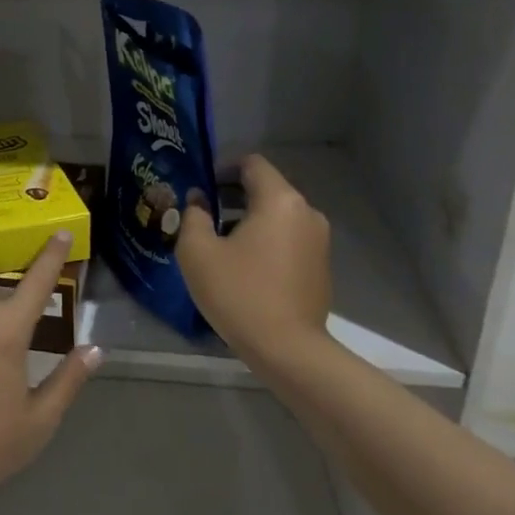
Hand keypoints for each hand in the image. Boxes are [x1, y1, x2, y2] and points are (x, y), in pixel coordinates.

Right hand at [177, 153, 332, 358]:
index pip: (251, 164)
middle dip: (232, 195)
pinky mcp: (321, 265)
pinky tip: (244, 266)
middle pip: (266, 188)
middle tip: (202, 215)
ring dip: (248, 219)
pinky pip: (288, 238)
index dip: (222, 168)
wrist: (288, 350)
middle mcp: (306, 212)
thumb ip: (193, 215)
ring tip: (219, 243)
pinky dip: (266, 240)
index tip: (200, 186)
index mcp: (279, 200)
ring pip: (277, 214)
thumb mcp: (198, 252)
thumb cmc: (239, 293)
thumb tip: (198, 199)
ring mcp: (319, 240)